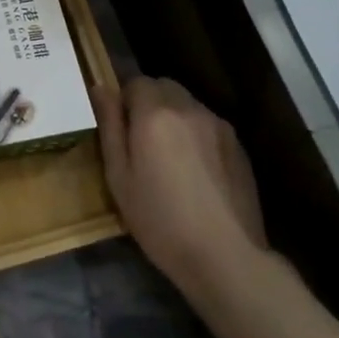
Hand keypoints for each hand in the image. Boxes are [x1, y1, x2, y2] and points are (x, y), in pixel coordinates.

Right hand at [92, 76, 268, 298]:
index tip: (121, 130)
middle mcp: (190, 109)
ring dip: (174, 118)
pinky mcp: (239, 147)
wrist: (224, 256)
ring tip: (170, 160)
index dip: (124, 100)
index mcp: (155, 113)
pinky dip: (196, 136)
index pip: (136, 81)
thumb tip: (100, 89)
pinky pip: (208, 126)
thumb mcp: (118, 175)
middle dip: (149, 103)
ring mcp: (219, 126)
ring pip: (188, 106)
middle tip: (141, 142)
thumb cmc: (159, 219)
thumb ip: (109, 125)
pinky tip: (195, 173)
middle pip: (165, 87)